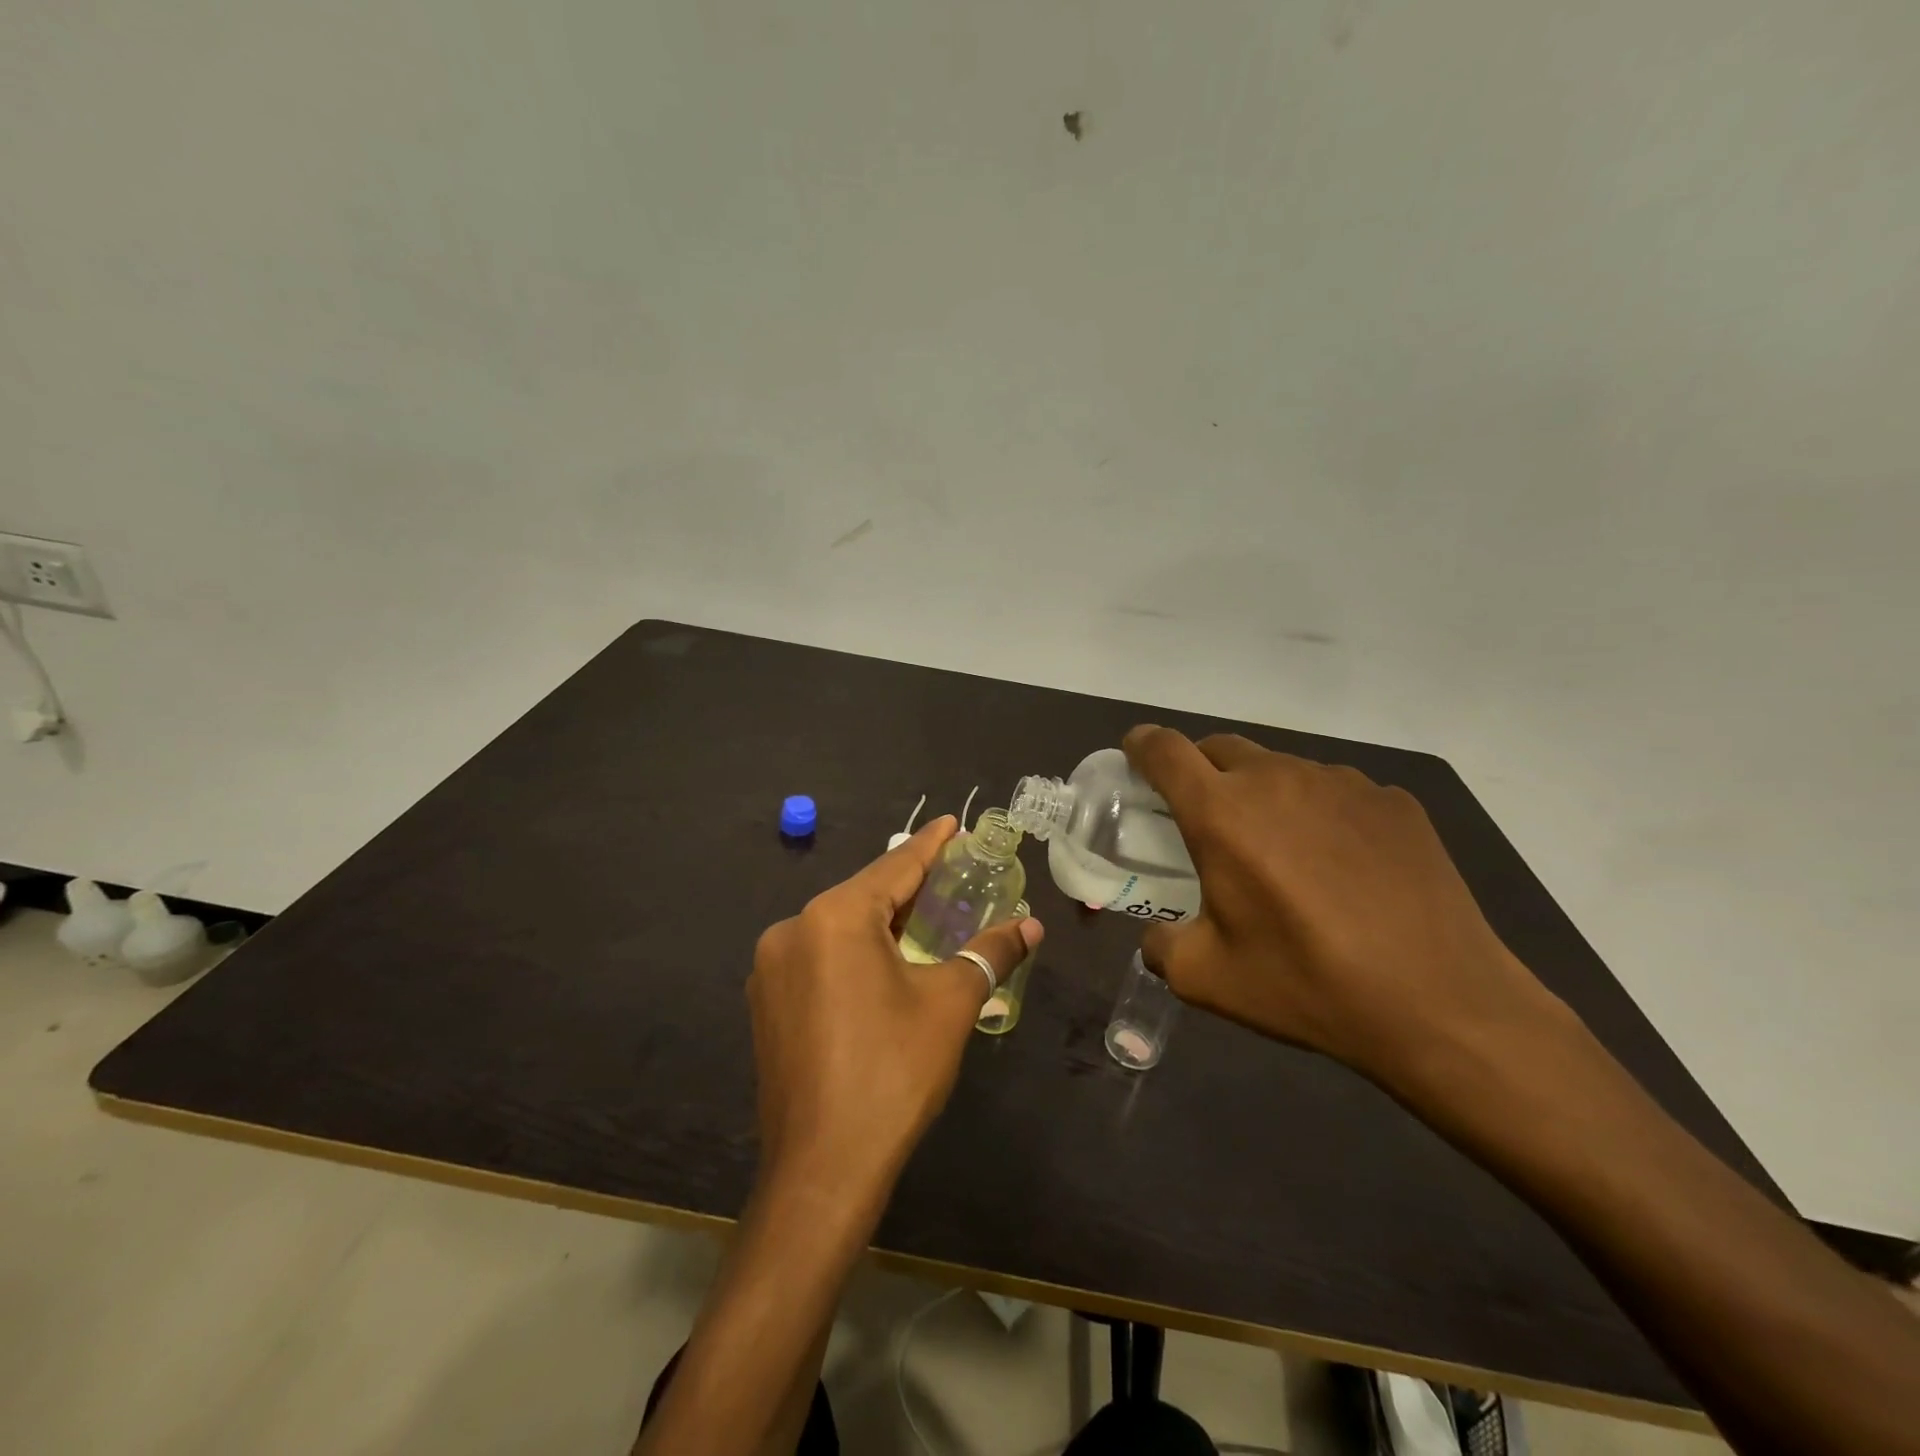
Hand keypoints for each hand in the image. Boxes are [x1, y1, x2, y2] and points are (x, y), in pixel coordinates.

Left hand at [748, 816, 1041, 1207]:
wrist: (822, 1170)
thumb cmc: (893, 1073)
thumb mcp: (950, 1004)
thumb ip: (990, 953)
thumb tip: (1031, 927)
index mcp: (834, 917)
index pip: (895, 867)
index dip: (931, 845)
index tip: (954, 822)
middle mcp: (793, 929)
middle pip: (864, 895)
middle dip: (909, 885)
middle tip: (952, 873)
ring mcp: (772, 968)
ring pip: (839, 927)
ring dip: (881, 920)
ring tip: (923, 916)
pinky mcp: (766, 1003)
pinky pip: (819, 957)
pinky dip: (854, 951)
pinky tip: (881, 964)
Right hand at [1123, 725, 1557, 1093]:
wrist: (1440, 1003)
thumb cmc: (1307, 985)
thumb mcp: (1206, 979)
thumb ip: (1161, 945)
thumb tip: (1159, 936)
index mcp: (1221, 813)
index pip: (1164, 749)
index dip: (1142, 746)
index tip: (1137, 758)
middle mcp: (1277, 779)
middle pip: (1219, 748)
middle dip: (1199, 771)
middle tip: (1205, 819)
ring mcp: (1342, 784)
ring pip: (1279, 768)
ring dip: (1261, 793)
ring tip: (1281, 851)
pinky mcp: (1392, 801)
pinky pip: (1335, 791)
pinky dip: (1318, 813)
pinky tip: (1342, 866)